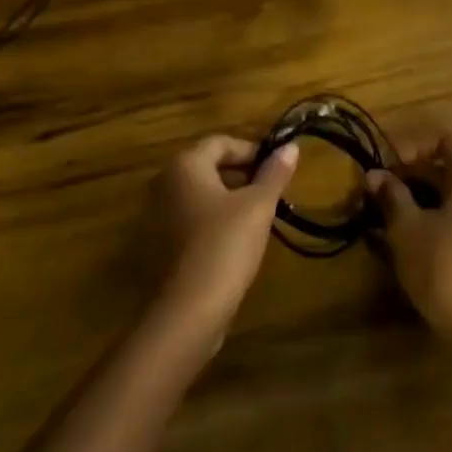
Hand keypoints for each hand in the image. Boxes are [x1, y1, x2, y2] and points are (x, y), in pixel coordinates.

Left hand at [150, 135, 297, 345]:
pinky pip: (194, 215)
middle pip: (210, 165)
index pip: (222, 142)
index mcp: (185, 165)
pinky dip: (216, 217)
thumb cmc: (226, 244)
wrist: (190, 308)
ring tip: (260, 214)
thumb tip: (291, 146)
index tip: (277, 168)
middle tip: (272, 190)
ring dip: (231, 197)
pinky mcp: (163, 241)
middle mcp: (166, 182)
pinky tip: (238, 237)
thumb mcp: (258, 205)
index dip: (252, 151)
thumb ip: (274, 173)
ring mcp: (160, 213)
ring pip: (202, 192)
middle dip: (243, 174)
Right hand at [367, 133, 451, 359]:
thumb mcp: (406, 228)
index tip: (385, 169)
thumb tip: (374, 175)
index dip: (411, 149)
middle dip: (414, 177)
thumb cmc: (444, 265)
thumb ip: (391, 196)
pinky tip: (415, 241)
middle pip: (451, 167)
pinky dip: (441, 220)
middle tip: (380, 194)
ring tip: (392, 218)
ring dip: (425, 200)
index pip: (444, 140)